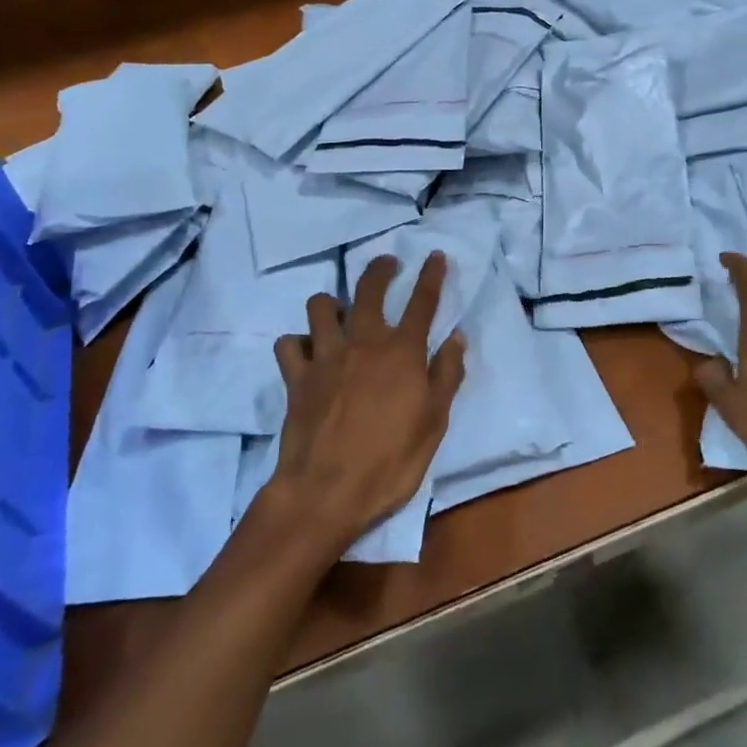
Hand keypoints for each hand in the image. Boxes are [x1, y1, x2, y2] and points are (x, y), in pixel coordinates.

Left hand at [264, 252, 466, 555]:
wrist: (326, 492)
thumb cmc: (390, 461)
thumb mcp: (433, 423)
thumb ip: (446, 376)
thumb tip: (456, 338)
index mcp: (402, 352)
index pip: (422, 302)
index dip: (431, 275)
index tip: (436, 255)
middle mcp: (363, 342)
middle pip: (369, 289)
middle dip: (380, 269)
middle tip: (387, 263)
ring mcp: (325, 356)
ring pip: (321, 306)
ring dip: (332, 304)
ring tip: (340, 313)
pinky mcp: (296, 377)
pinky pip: (289, 345)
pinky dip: (298, 344)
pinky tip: (307, 354)